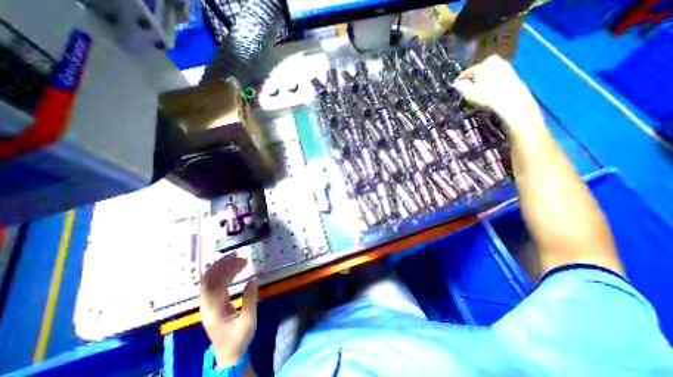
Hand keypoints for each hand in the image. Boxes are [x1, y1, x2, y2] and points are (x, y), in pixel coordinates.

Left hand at [200, 254, 257, 367]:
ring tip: (240, 259)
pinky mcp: (213, 304)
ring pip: (211, 280)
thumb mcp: (249, 320)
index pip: (213, 283)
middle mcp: (207, 305)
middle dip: (223, 264)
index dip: (225, 268)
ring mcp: (208, 304)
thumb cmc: (239, 338)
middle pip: (209, 279)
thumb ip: (250, 299)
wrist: (228, 355)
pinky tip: (235, 269)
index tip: (240, 259)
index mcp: (213, 309)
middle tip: (240, 255)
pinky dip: (224, 274)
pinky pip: (215, 284)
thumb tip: (253, 278)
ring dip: (224, 268)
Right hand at [454, 54, 542, 135]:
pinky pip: (496, 80)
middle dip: (472, 82)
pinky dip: (490, 86)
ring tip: (476, 96)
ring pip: (488, 77)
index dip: (460, 81)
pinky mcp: (513, 76)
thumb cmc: (487, 96)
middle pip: (479, 73)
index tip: (455, 89)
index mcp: (485, 63)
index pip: (468, 72)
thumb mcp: (468, 93)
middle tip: (467, 93)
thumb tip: (456, 84)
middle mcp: (497, 61)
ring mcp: (506, 68)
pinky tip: (487, 96)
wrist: (512, 102)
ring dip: (481, 85)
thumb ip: (460, 87)